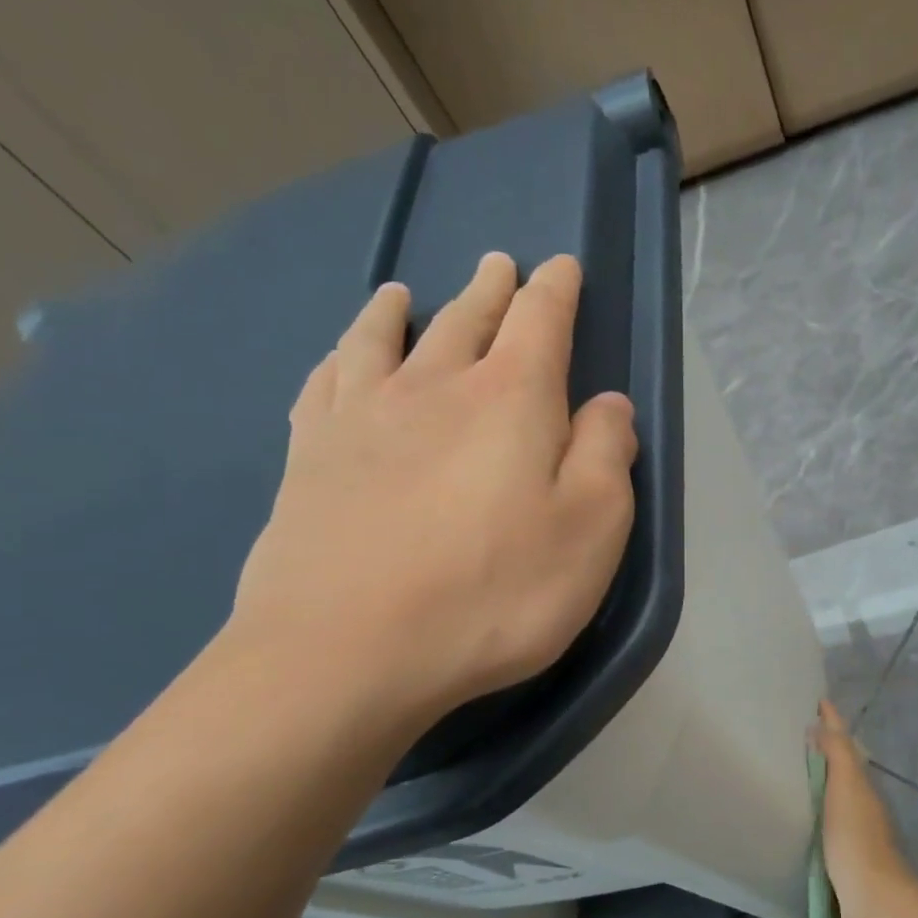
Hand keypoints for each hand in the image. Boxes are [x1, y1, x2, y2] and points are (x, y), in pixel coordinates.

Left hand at [230, 254, 637, 730]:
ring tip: (403, 292)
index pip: (541, 322)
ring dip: (402, 310)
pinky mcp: (308, 457)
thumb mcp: (591, 530)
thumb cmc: (494, 593)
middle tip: (499, 265)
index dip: (556, 291)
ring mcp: (361, 418)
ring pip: (384, 340)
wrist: (347, 652)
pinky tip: (340, 357)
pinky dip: (340, 356)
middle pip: (467, 320)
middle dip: (490, 290)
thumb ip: (608, 456)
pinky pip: (325, 383)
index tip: (562, 266)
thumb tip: (608, 406)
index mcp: (512, 400)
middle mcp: (435, 388)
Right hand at [813, 701, 917, 917]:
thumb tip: (821, 724)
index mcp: (861, 784)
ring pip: (834, 795)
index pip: (844, 744)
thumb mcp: (847, 786)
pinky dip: (815, 811)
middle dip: (823, 749)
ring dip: (818, 781)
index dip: (832, 722)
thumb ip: (837, 754)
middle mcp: (861, 803)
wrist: (872, 900)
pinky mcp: (842, 859)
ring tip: (790, 771)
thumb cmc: (856, 837)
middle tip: (794, 734)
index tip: (816, 701)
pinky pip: (825, 823)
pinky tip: (799, 816)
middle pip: (841, 768)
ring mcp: (854, 832)